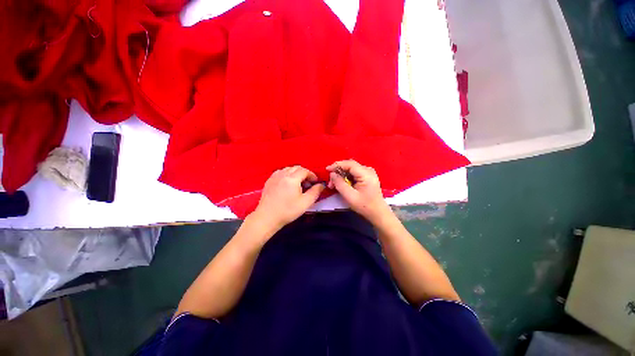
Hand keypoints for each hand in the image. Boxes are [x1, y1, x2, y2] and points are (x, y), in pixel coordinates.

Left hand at [251, 166, 324, 232]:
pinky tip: (287, 183)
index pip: (304, 171)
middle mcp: (283, 174)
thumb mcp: (305, 202)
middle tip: (308, 183)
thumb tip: (321, 185)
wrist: (267, 217)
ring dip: (295, 173)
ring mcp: (274, 177)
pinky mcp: (269, 181)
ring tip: (298, 183)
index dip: (312, 175)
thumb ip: (315, 192)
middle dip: (304, 173)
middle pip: (296, 168)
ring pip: (288, 169)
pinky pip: (280, 172)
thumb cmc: (288, 210)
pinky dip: (287, 174)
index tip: (315, 182)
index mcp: (292, 178)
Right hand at [327, 160, 391, 222]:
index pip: (349, 164)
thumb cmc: (365, 206)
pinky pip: (354, 173)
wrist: (378, 213)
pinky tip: (341, 184)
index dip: (337, 165)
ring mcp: (368, 173)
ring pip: (351, 169)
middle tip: (330, 182)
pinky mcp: (367, 177)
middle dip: (338, 172)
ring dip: (341, 175)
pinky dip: (346, 177)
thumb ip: (340, 184)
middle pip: (350, 166)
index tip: (327, 170)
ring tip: (334, 185)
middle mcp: (368, 170)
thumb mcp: (350, 196)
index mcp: (366, 174)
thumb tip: (332, 174)